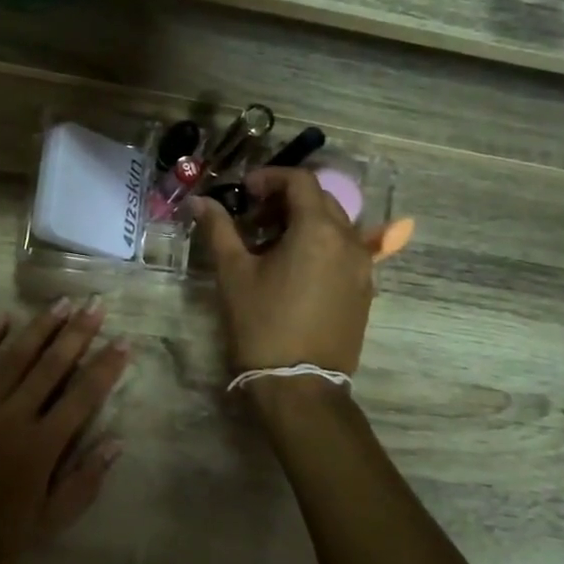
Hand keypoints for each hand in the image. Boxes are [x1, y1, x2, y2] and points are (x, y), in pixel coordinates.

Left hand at [0, 301, 128, 563]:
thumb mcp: (49, 521)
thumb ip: (84, 481)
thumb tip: (117, 442)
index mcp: (42, 445)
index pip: (83, 396)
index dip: (106, 367)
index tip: (123, 341)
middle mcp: (15, 416)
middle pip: (52, 366)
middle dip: (77, 333)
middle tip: (95, 304)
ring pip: (15, 358)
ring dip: (40, 328)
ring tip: (61, 302)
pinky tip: (1, 317)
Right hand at [193, 168, 375, 374]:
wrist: (300, 386)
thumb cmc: (262, 325)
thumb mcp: (234, 274)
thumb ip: (219, 230)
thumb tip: (199, 202)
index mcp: (319, 230)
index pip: (301, 181)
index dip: (270, 177)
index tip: (243, 191)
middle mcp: (349, 240)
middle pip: (321, 200)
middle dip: (286, 199)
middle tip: (253, 216)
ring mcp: (363, 267)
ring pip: (335, 225)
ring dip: (304, 222)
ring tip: (271, 243)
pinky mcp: (364, 290)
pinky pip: (344, 251)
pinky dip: (320, 245)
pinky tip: (293, 267)